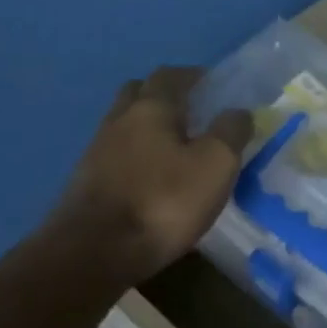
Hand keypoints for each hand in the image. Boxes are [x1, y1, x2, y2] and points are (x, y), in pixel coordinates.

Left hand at [46, 66, 252, 290]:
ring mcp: (97, 151)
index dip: (195, 76)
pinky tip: (152, 180)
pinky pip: (117, 155)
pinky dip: (137, 158)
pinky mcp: (87, 182)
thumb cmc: (163, 202)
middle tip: (193, 114)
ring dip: (149, 129)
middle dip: (165, 96)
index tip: (215, 87)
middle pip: (140, 93)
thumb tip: (239, 111)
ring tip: (176, 150)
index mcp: (151, 107)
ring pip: (126, 125)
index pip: (172, 75)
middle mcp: (119, 120)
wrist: (94, 252)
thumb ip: (230, 132)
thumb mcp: (215, 165)